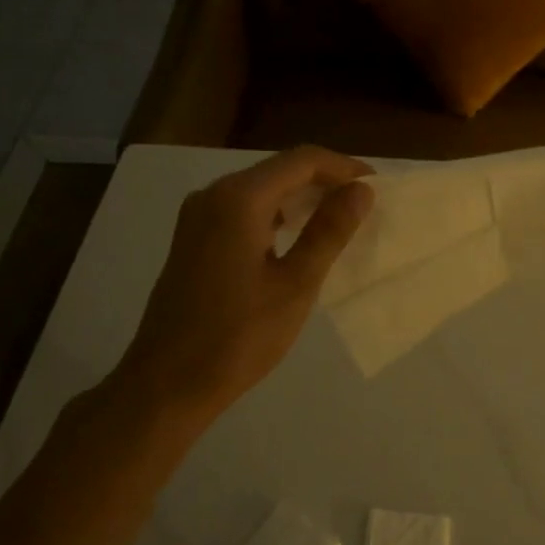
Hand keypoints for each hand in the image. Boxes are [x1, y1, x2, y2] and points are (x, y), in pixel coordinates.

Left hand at [121, 147, 373, 426]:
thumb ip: (329, 231)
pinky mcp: (193, 239)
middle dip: (324, 181)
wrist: (167, 383)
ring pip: (261, 189)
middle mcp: (213, 195)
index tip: (377, 187)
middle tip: (363, 205)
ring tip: (338, 221)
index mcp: (239, 199)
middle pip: (279, 170)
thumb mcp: (296, 284)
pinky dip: (276, 215)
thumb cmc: (239, 336)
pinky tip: (297, 239)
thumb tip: (361, 190)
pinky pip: (242, 210)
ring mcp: (198, 217)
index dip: (343, 168)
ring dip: (300, 198)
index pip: (302, 161)